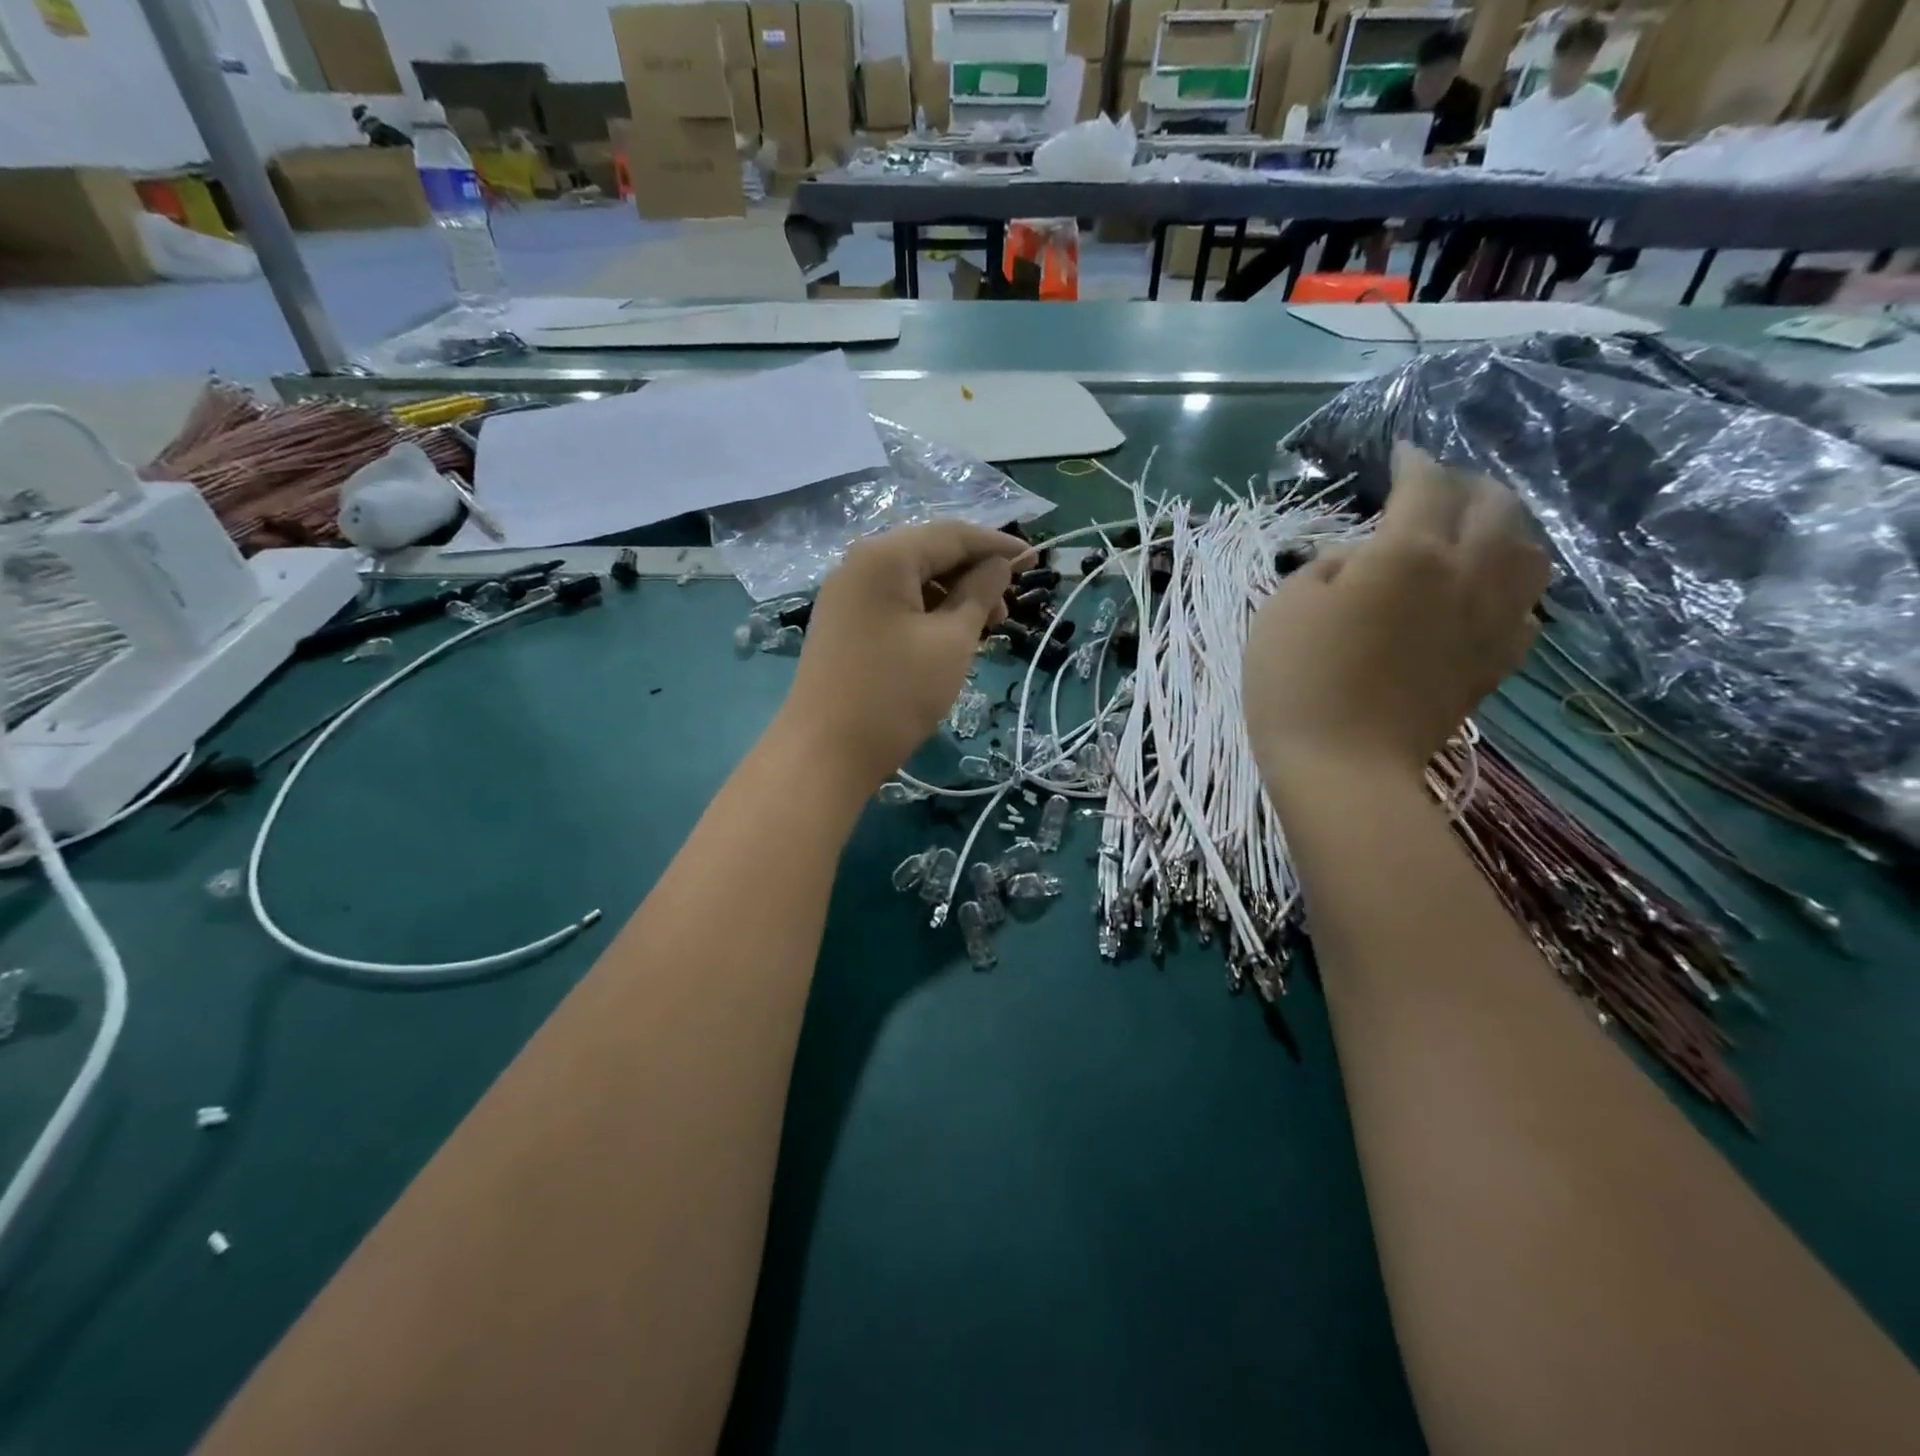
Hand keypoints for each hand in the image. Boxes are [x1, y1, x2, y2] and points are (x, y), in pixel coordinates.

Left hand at [776, 522, 1027, 795]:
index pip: (952, 535)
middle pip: (929, 554)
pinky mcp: (841, 624)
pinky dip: (925, 613)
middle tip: (1005, 612)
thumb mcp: (951, 642)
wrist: (824, 753)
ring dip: (951, 597)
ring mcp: (845, 595)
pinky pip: (892, 603)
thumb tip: (998, 565)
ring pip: (911, 581)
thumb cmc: (895, 694)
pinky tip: (946, 638)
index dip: (997, 546)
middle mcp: (859, 564)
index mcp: (885, 556)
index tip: (1035, 560)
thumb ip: (979, 594)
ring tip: (982, 632)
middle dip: (973, 575)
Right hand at [1243, 444, 1550, 790]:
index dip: (1413, 461)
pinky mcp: (1497, 662)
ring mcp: (1493, 620)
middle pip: (1494, 506)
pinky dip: (1511, 585)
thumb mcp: (1284, 608)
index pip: (1425, 485)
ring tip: (1476, 530)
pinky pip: (1527, 606)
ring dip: (1504, 527)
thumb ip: (1327, 566)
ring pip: (1528, 551)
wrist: (1343, 767)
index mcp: (1409, 552)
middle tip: (1437, 488)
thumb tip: (1360, 558)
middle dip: (1466, 485)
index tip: (1401, 451)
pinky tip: (1486, 592)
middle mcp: (1467, 573)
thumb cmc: (1297, 681)